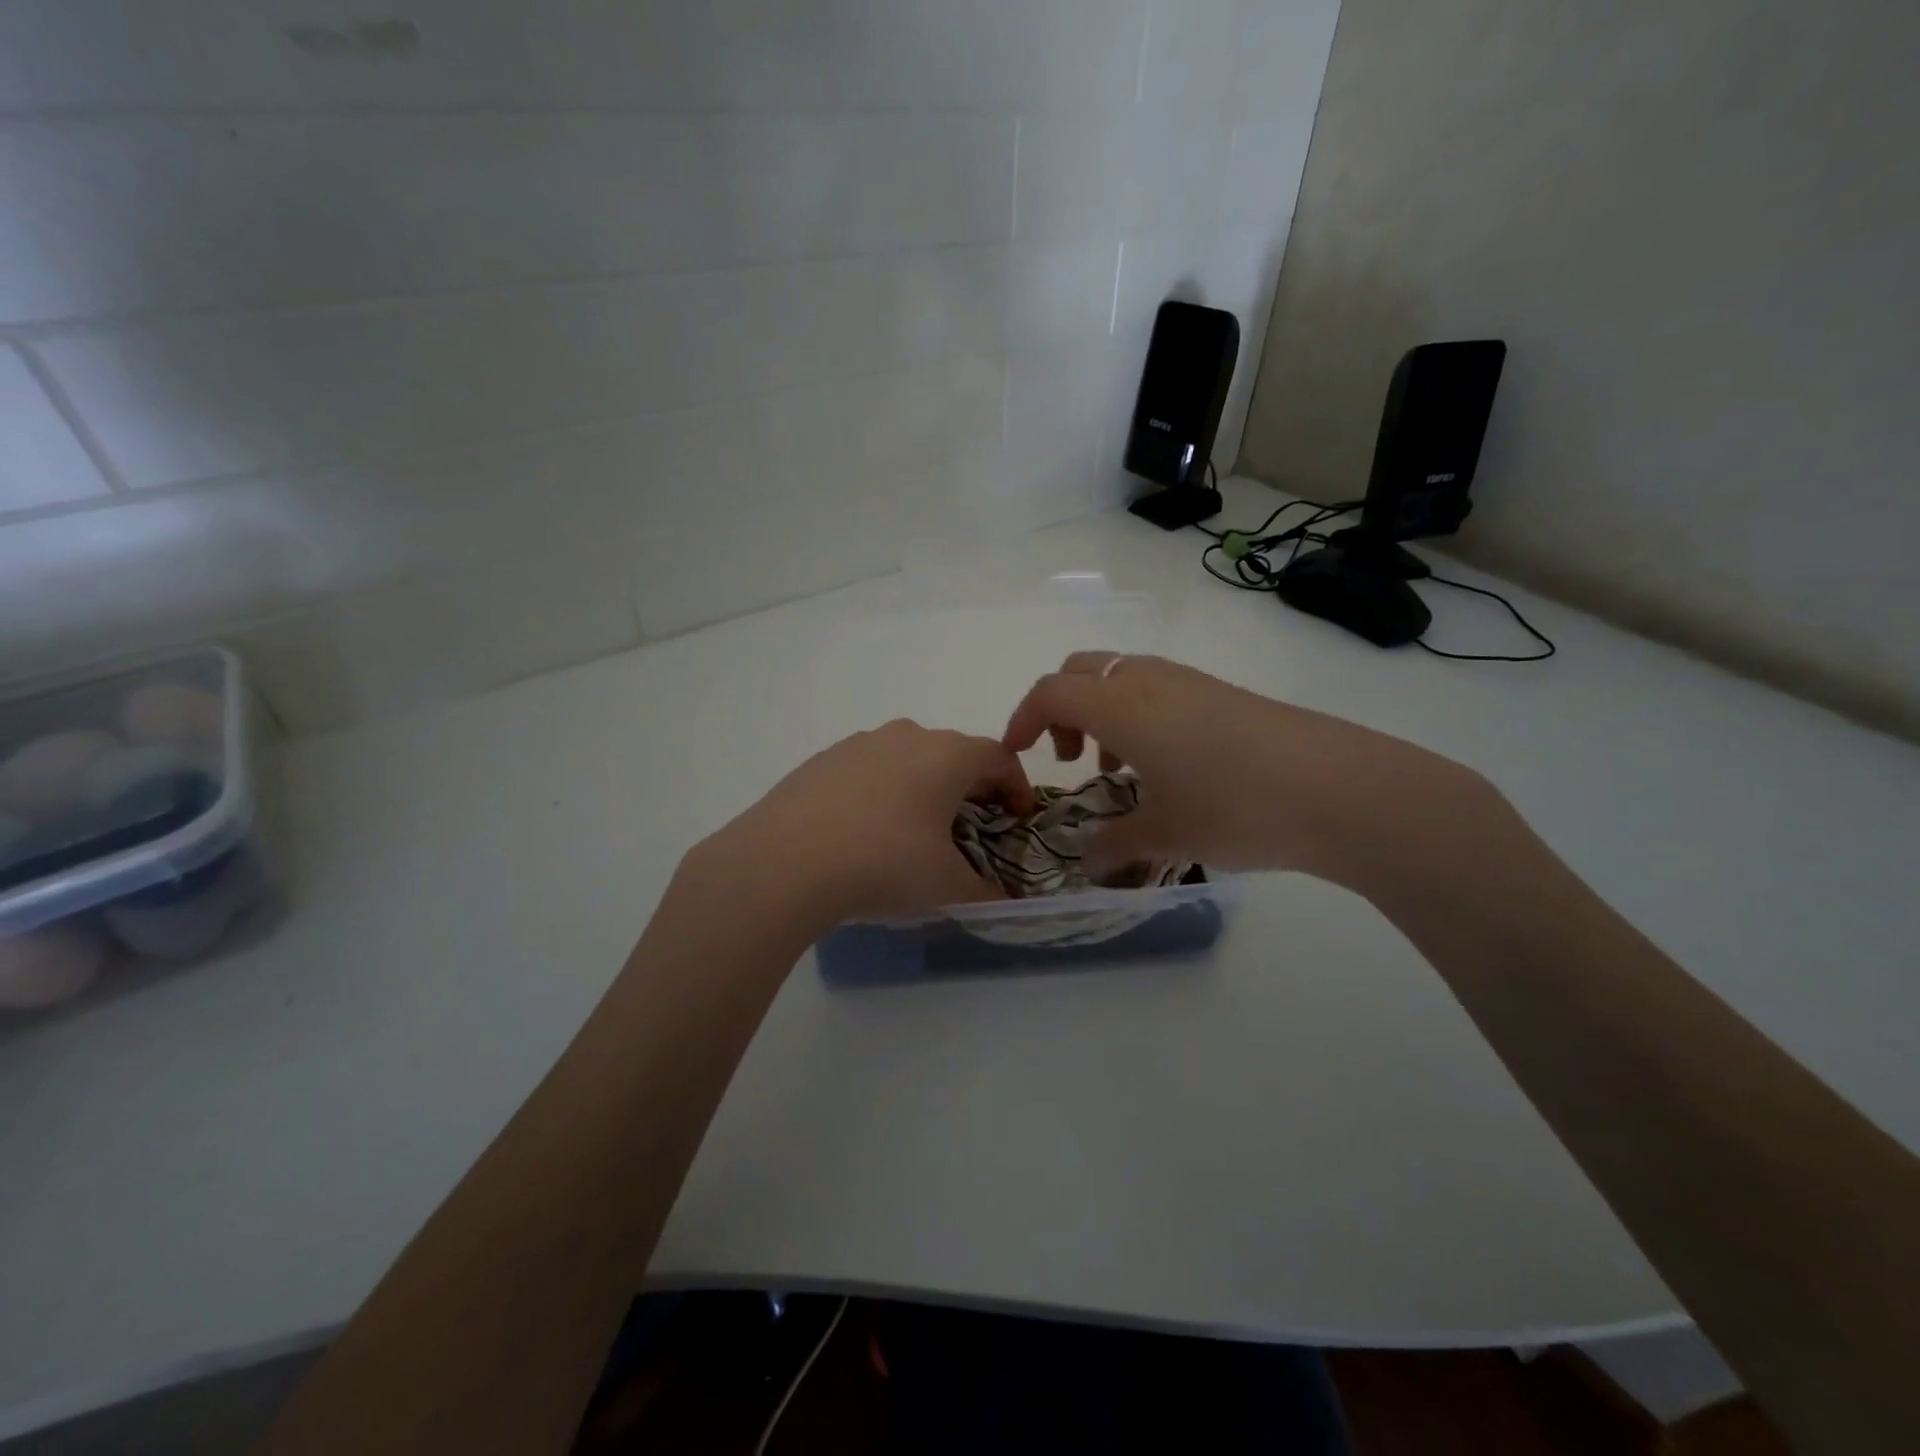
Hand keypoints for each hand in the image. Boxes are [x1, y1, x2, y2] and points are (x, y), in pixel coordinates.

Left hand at [692, 720, 1034, 926]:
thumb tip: (1004, 904)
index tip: (1018, 819)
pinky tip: (867, 830)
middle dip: (972, 787)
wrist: (784, 862)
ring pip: (909, 758)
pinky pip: (869, 769)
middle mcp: (906, 736)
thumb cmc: (883, 864)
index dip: (1018, 787)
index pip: (999, 758)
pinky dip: (883, 791)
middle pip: (954, 753)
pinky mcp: (823, 760)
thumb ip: (987, 895)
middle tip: (975, 826)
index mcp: (946, 755)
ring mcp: (860, 744)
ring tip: (918, 829)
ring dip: (925, 786)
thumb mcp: (946, 887)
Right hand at [1003, 653, 1497, 893]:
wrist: (1340, 788)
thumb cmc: (1234, 808)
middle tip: (1073, 758)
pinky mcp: (1224, 692)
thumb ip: (1114, 845)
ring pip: (1122, 676)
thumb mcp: (1164, 835)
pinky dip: (1140, 714)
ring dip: (1103, 712)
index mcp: (1121, 706)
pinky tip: (1169, 766)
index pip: (1050, 692)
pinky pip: (1159, 687)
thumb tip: (1087, 863)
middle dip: (1061, 709)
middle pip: (1080, 670)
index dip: (1022, 719)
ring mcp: (1191, 681)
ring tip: (1122, 768)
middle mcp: (1149, 679)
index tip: (1017, 754)